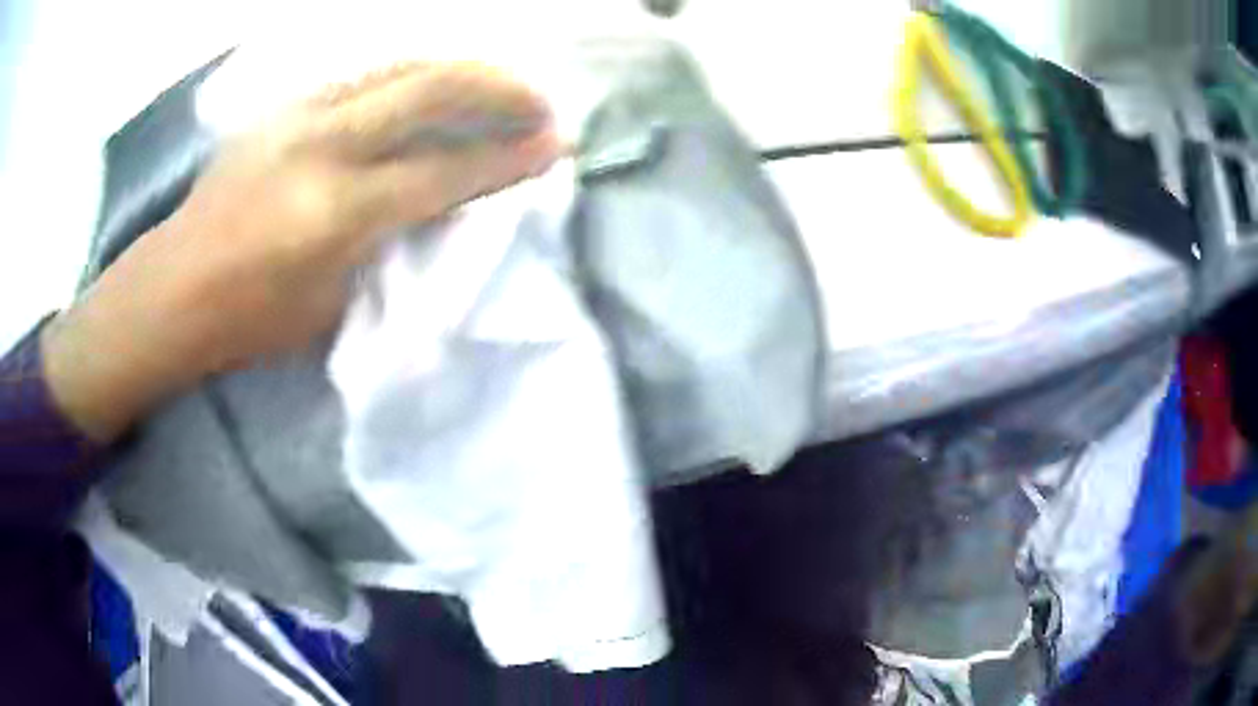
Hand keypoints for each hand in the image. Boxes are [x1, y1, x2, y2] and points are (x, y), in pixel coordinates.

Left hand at [44, 62, 560, 442]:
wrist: (172, 290)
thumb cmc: (248, 320)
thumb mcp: (332, 303)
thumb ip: (391, 243)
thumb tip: (444, 204)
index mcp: (336, 212)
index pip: (444, 172)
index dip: (506, 159)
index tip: (555, 146)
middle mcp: (322, 144)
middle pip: (430, 89)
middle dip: (498, 90)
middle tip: (539, 102)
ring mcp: (299, 114)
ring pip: (399, 66)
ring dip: (459, 70)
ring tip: (497, 84)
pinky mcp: (283, 107)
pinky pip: (364, 76)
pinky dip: (410, 75)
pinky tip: (429, 86)